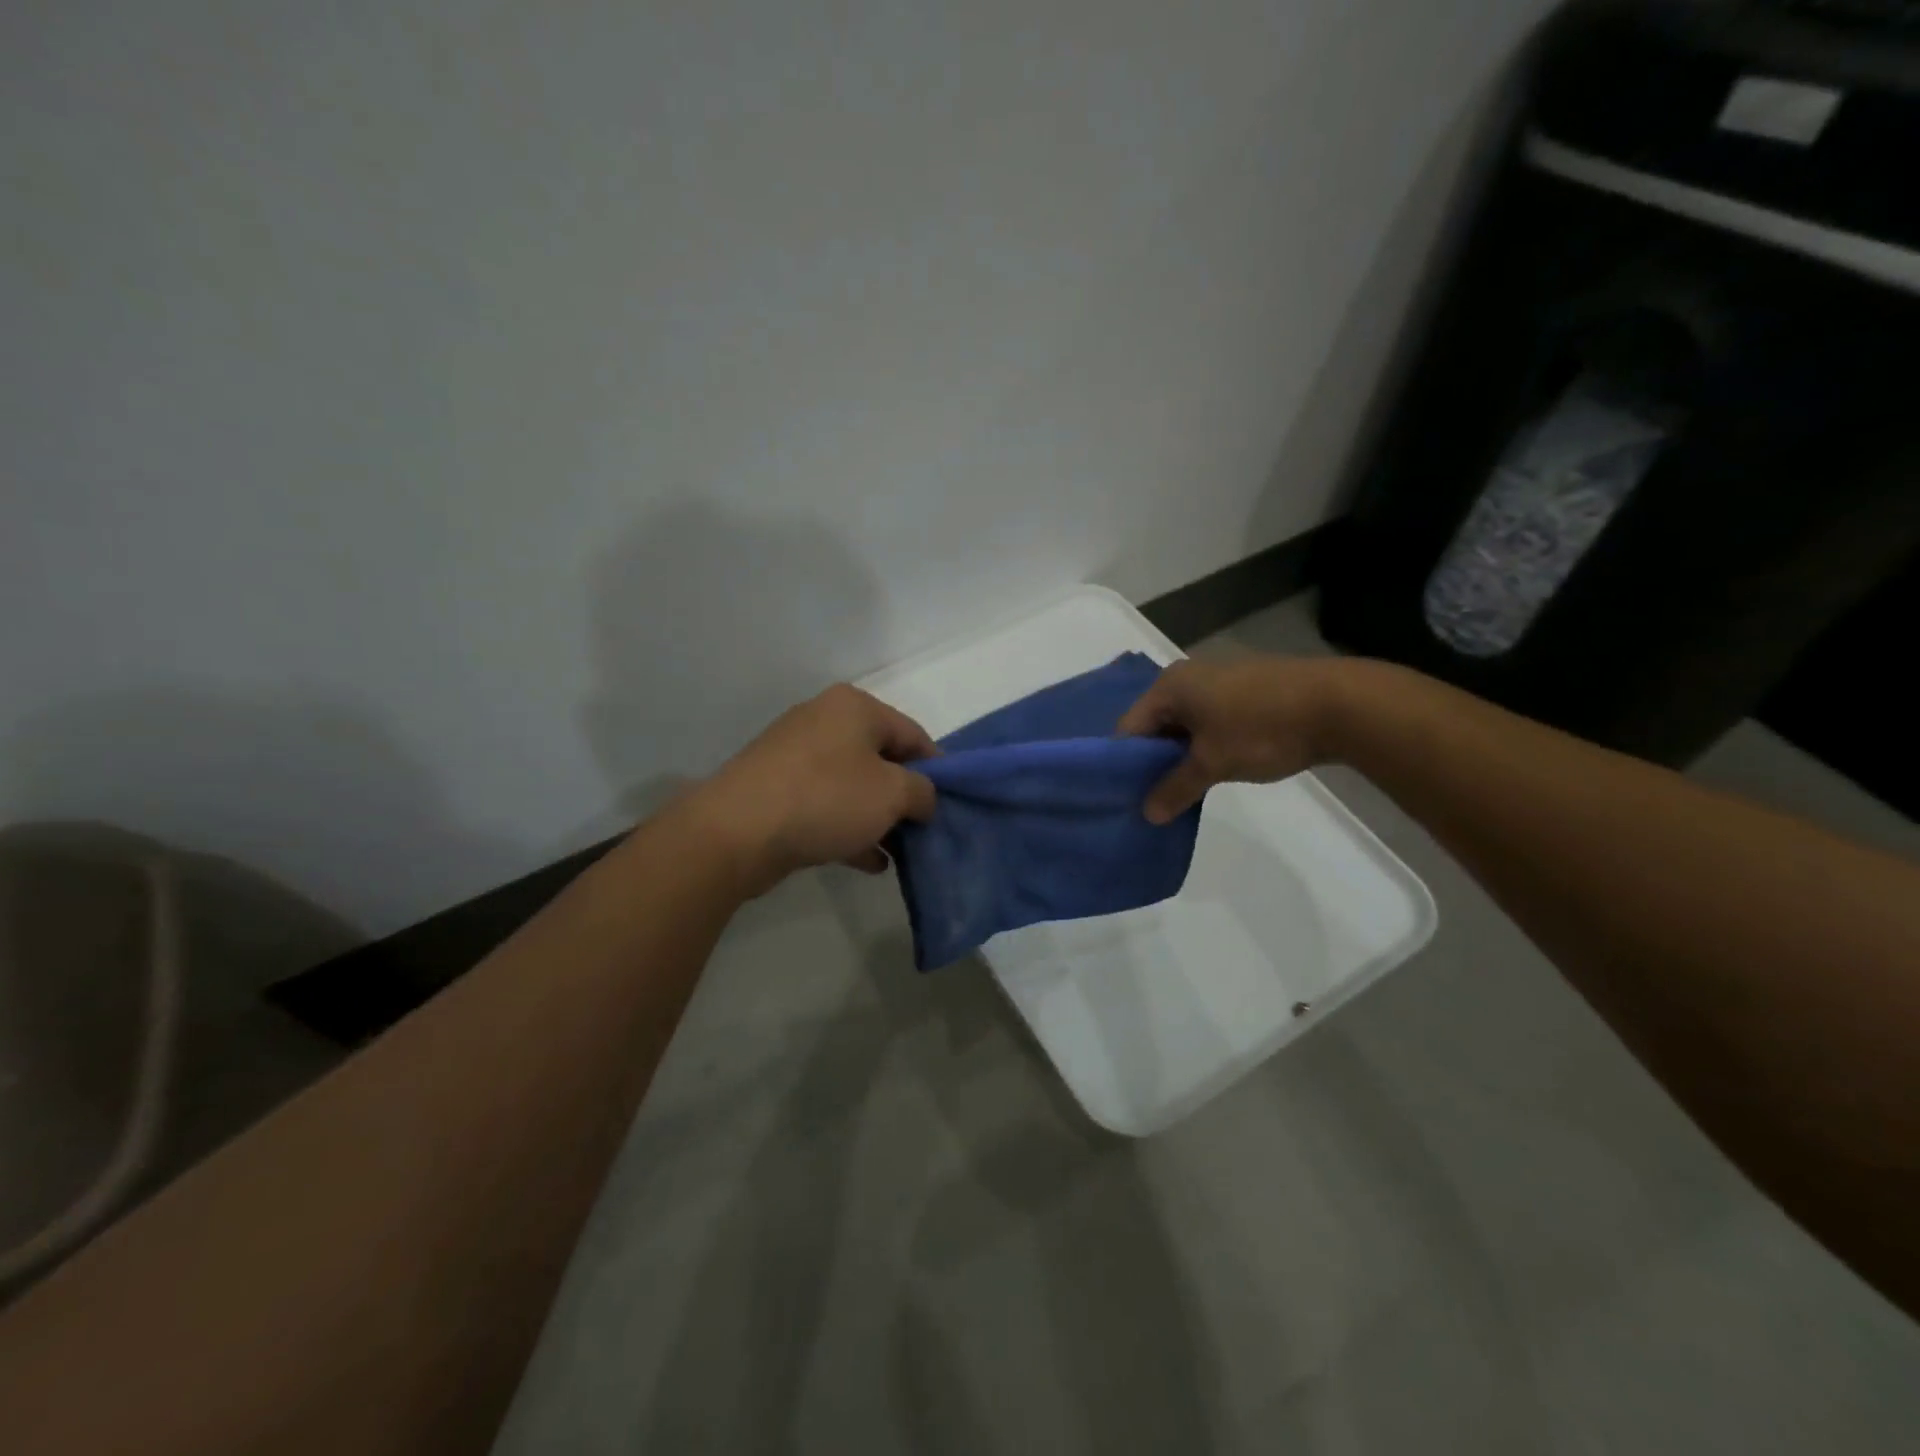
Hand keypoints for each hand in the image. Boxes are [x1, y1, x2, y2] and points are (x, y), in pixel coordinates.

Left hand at [681, 684, 938, 896]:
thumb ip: (923, 792)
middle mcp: (824, 721)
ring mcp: (796, 757)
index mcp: (854, 707)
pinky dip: (849, 829)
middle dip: (905, 797)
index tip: (950, 805)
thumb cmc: (826, 799)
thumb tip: (924, 799)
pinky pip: (826, 807)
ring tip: (901, 852)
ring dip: (878, 819)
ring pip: (853, 786)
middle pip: (882, 759)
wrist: (736, 832)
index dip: (938, 770)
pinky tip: (870, 862)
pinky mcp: (776, 790)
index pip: (913, 734)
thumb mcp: (892, 793)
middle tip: (925, 830)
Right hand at [1116, 655, 1344, 822]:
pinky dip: (1204, 747)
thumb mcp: (1212, 764)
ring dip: (1180, 758)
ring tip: (1180, 792)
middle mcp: (1188, 677)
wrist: (1339, 705)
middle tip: (1151, 800)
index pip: (1129, 728)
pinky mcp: (1245, 692)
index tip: (1125, 797)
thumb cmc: (1262, 729)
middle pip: (1155, 726)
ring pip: (1184, 726)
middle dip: (1153, 763)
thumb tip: (1147, 814)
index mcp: (1170, 686)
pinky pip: (1208, 722)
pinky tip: (1211, 773)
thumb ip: (1175, 789)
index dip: (1124, 765)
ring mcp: (1219, 682)